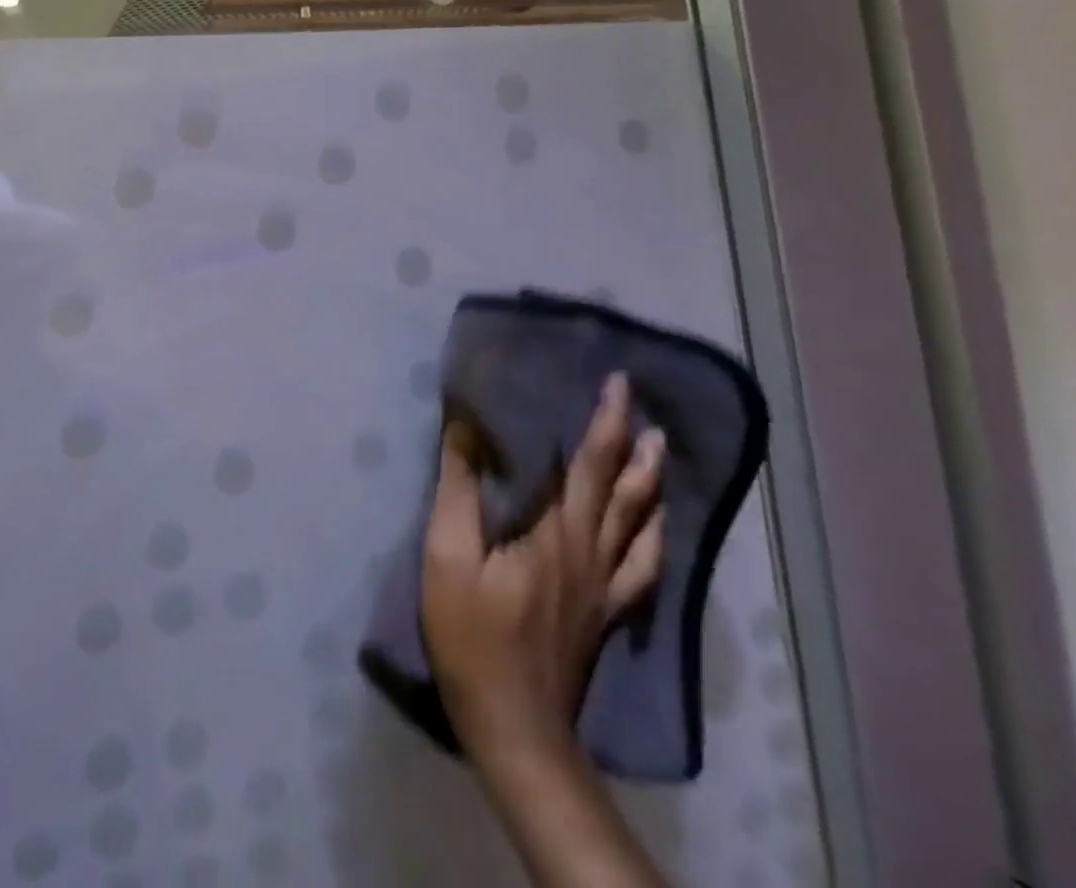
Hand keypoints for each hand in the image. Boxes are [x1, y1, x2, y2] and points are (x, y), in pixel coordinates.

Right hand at [421, 373, 665, 767]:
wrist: (515, 725)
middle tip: (642, 406)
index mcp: (557, 535)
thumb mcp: (448, 555)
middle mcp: (593, 555)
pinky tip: (655, 529)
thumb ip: (458, 489)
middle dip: (632, 444)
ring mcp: (606, 588)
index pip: (588, 467)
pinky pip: (643, 567)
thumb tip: (465, 428)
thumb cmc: (472, 635)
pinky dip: (655, 538)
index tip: (617, 384)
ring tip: (660, 454)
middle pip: (622, 491)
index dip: (605, 424)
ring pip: (642, 527)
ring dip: (652, 485)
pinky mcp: (605, 613)